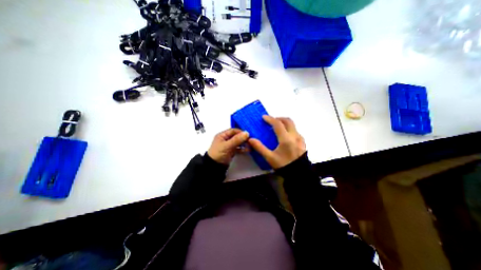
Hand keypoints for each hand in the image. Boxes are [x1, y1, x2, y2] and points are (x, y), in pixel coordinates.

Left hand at [208, 128, 249, 164]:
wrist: (215, 166)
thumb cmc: (218, 154)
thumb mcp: (227, 145)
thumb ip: (236, 139)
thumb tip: (246, 133)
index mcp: (222, 135)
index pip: (233, 130)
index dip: (240, 132)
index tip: (248, 134)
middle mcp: (226, 139)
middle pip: (236, 136)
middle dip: (243, 138)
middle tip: (251, 140)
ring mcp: (229, 145)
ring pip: (238, 142)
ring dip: (244, 143)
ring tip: (250, 145)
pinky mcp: (232, 151)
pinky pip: (239, 148)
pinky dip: (243, 149)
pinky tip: (248, 149)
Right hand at [248, 115, 302, 169]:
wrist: (299, 174)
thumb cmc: (284, 165)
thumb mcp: (270, 158)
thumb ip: (260, 148)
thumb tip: (251, 139)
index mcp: (286, 139)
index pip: (278, 124)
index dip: (270, 119)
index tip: (264, 117)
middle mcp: (294, 136)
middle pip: (288, 121)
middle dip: (278, 118)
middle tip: (271, 121)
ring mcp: (300, 138)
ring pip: (293, 125)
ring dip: (284, 123)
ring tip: (277, 127)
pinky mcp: (302, 142)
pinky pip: (295, 131)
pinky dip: (289, 129)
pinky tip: (284, 135)